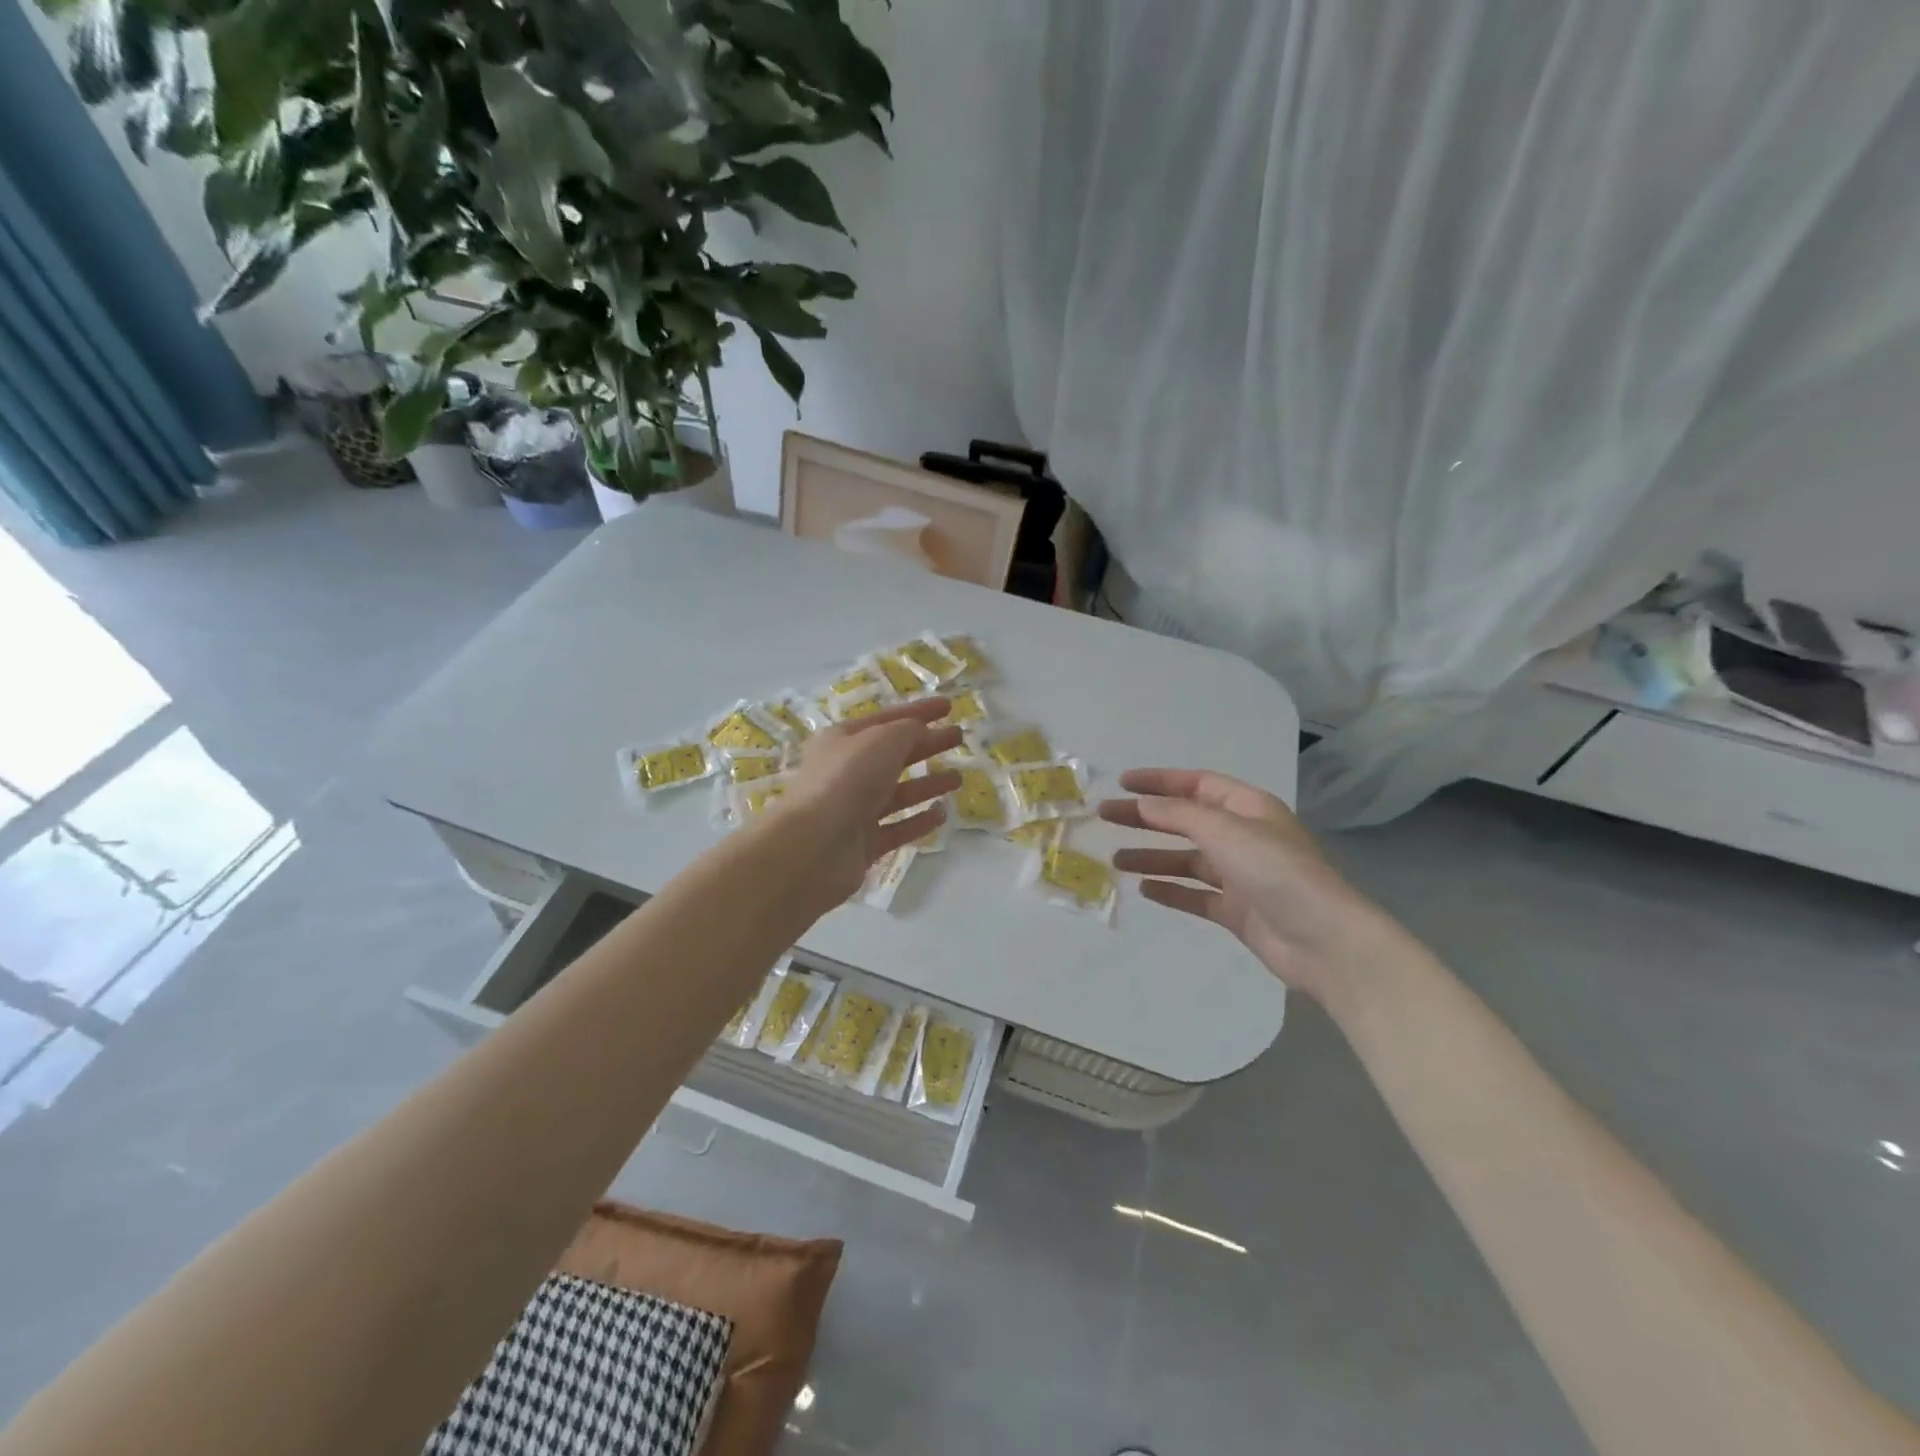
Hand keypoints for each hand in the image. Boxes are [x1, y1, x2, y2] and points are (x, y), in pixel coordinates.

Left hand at [767, 698, 963, 908]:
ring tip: (959, 778)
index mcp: (843, 740)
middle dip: (926, 744)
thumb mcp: (881, 741)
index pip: (887, 719)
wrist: (814, 846)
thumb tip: (920, 731)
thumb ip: (907, 731)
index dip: (918, 711)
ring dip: (927, 783)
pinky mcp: (864, 843)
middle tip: (959, 737)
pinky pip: (898, 828)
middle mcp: (846, 772)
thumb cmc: (847, 780)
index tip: (949, 706)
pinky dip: (919, 820)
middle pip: (894, 754)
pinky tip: (942, 813)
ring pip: (898, 792)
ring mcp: (854, 810)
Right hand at [1100, 768, 1400, 1005]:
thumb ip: (1180, 815)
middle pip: (1186, 820)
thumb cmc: (1277, 872)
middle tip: (1106, 817)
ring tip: (1115, 860)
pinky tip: (1144, 890)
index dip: (1160, 781)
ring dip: (1152, 857)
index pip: (1197, 784)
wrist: (1323, 941)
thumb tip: (1143, 804)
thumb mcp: (1225, 831)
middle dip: (1147, 818)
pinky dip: (1171, 890)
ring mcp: (1241, 876)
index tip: (1122, 783)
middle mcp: (1244, 837)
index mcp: (1248, 808)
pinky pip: (1195, 894)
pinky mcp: (1237, 911)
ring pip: (1187, 859)